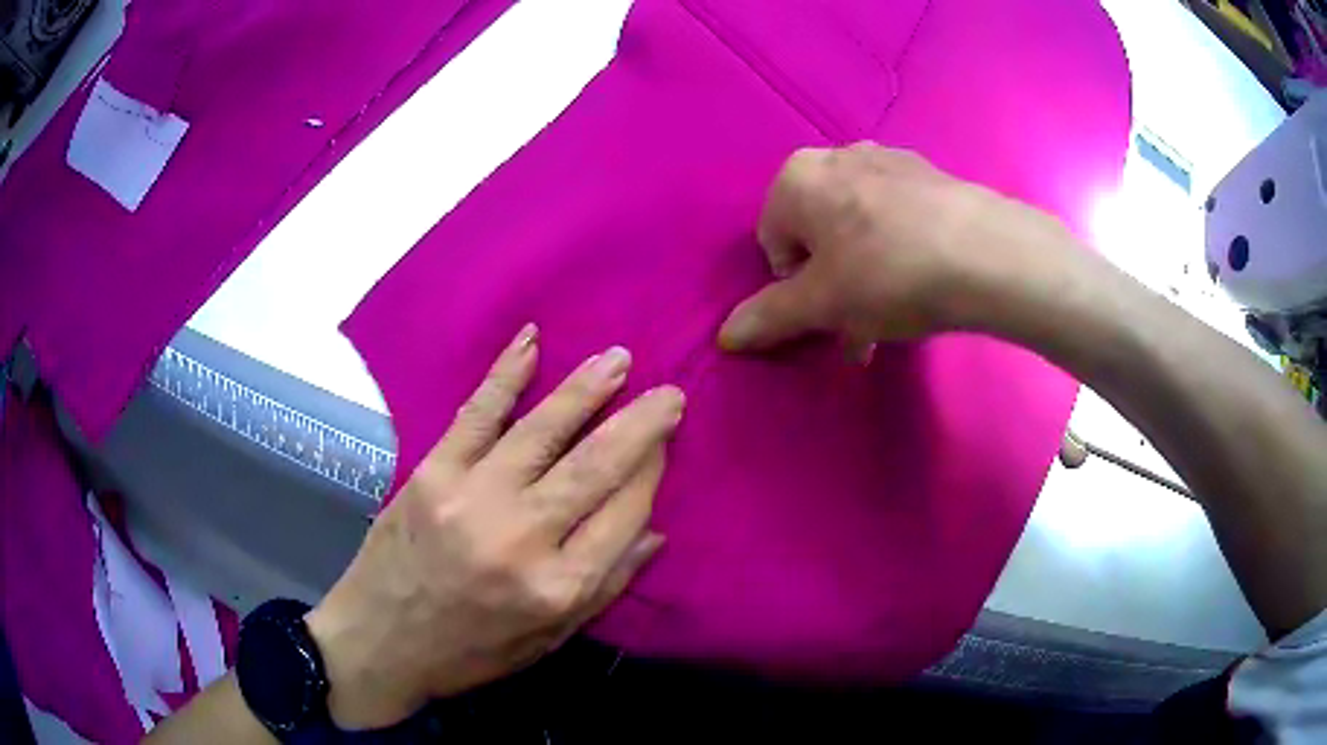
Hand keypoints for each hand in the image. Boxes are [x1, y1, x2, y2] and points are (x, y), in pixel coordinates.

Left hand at [304, 325, 684, 728]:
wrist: (379, 641)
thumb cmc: (470, 651)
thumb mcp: (548, 640)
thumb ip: (605, 588)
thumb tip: (654, 532)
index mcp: (556, 588)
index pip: (623, 514)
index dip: (650, 473)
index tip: (664, 445)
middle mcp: (520, 538)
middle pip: (594, 466)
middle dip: (641, 423)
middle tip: (670, 392)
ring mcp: (471, 497)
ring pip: (542, 431)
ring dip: (586, 389)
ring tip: (618, 359)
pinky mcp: (432, 472)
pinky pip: (477, 414)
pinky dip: (505, 374)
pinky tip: (531, 340)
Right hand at [718, 143, 1069, 355]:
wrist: (987, 253)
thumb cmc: (889, 274)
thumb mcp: (823, 304)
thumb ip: (770, 317)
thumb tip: (726, 336)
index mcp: (797, 177)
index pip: (772, 241)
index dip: (794, 287)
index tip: (826, 315)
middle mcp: (837, 155)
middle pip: (818, 231)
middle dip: (832, 283)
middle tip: (859, 322)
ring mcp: (888, 159)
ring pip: (858, 225)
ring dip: (865, 272)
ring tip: (895, 313)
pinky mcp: (929, 173)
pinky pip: (897, 216)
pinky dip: (898, 250)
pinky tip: (923, 282)